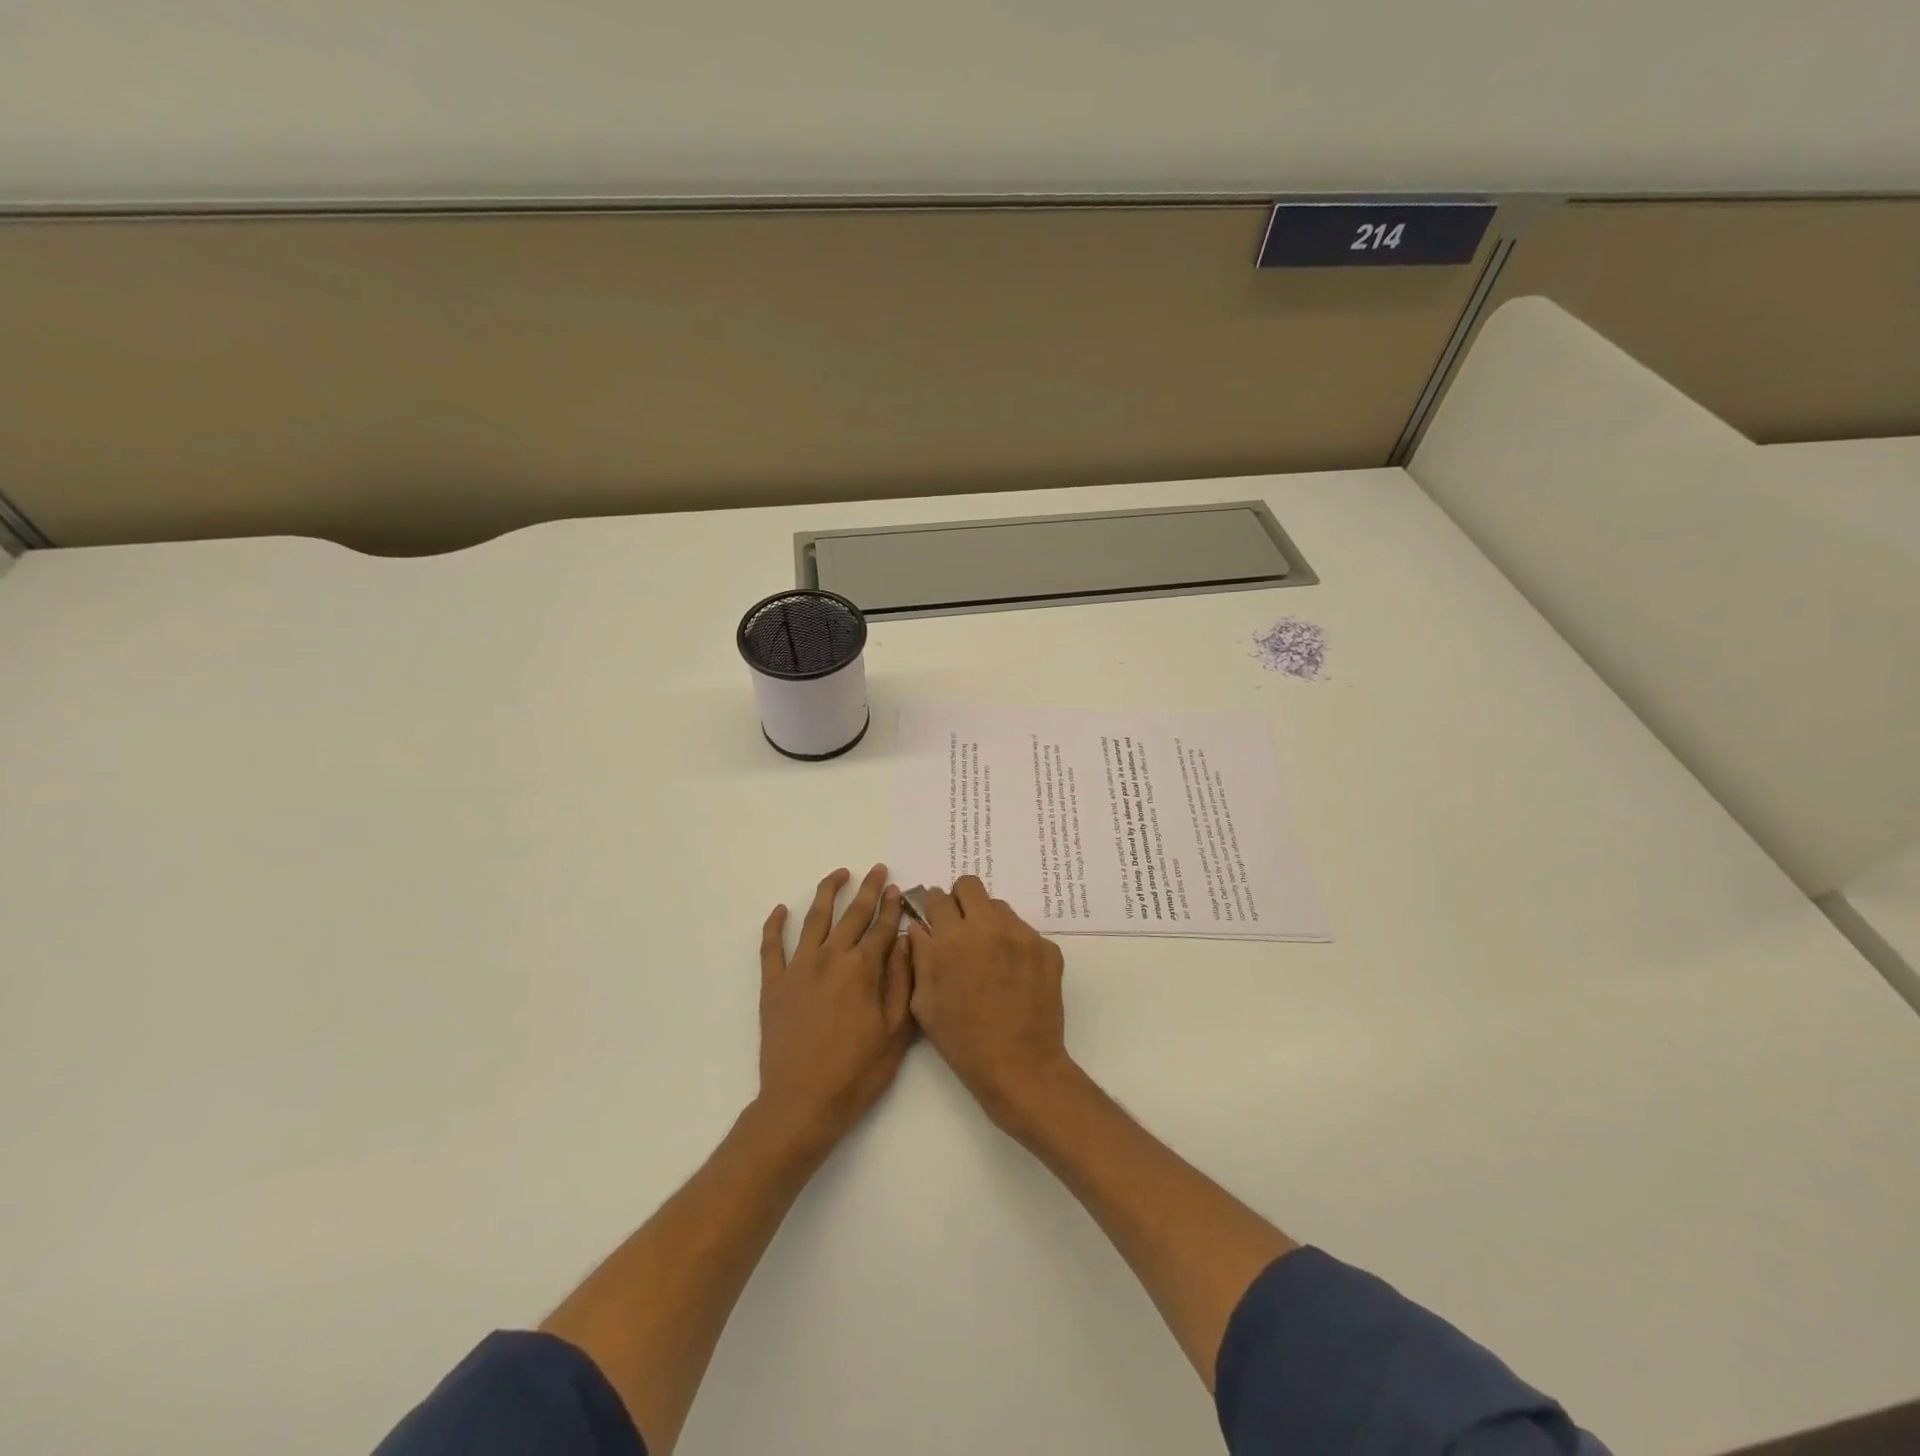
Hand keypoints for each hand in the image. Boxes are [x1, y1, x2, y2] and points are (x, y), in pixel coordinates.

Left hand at [758, 865, 913, 1149]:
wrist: (802, 1103)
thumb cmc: (857, 1072)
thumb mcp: (895, 1031)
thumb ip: (901, 980)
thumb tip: (906, 941)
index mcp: (863, 969)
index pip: (882, 928)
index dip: (891, 906)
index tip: (896, 888)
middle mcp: (831, 958)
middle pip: (852, 915)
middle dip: (867, 890)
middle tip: (876, 869)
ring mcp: (799, 969)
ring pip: (814, 919)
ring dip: (827, 893)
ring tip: (838, 874)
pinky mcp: (774, 985)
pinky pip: (771, 947)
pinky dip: (774, 925)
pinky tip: (780, 909)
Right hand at [906, 875, 1072, 1133]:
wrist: (1019, 1065)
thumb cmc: (963, 1040)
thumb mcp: (924, 1003)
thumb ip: (919, 957)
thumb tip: (918, 927)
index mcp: (952, 939)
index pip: (938, 897)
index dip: (934, 907)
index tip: (936, 919)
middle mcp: (987, 927)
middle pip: (971, 886)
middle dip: (961, 900)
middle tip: (961, 927)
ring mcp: (1022, 935)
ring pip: (999, 907)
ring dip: (989, 921)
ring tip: (989, 954)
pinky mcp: (1047, 948)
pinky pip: (1024, 932)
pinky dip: (1014, 944)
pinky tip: (1013, 974)